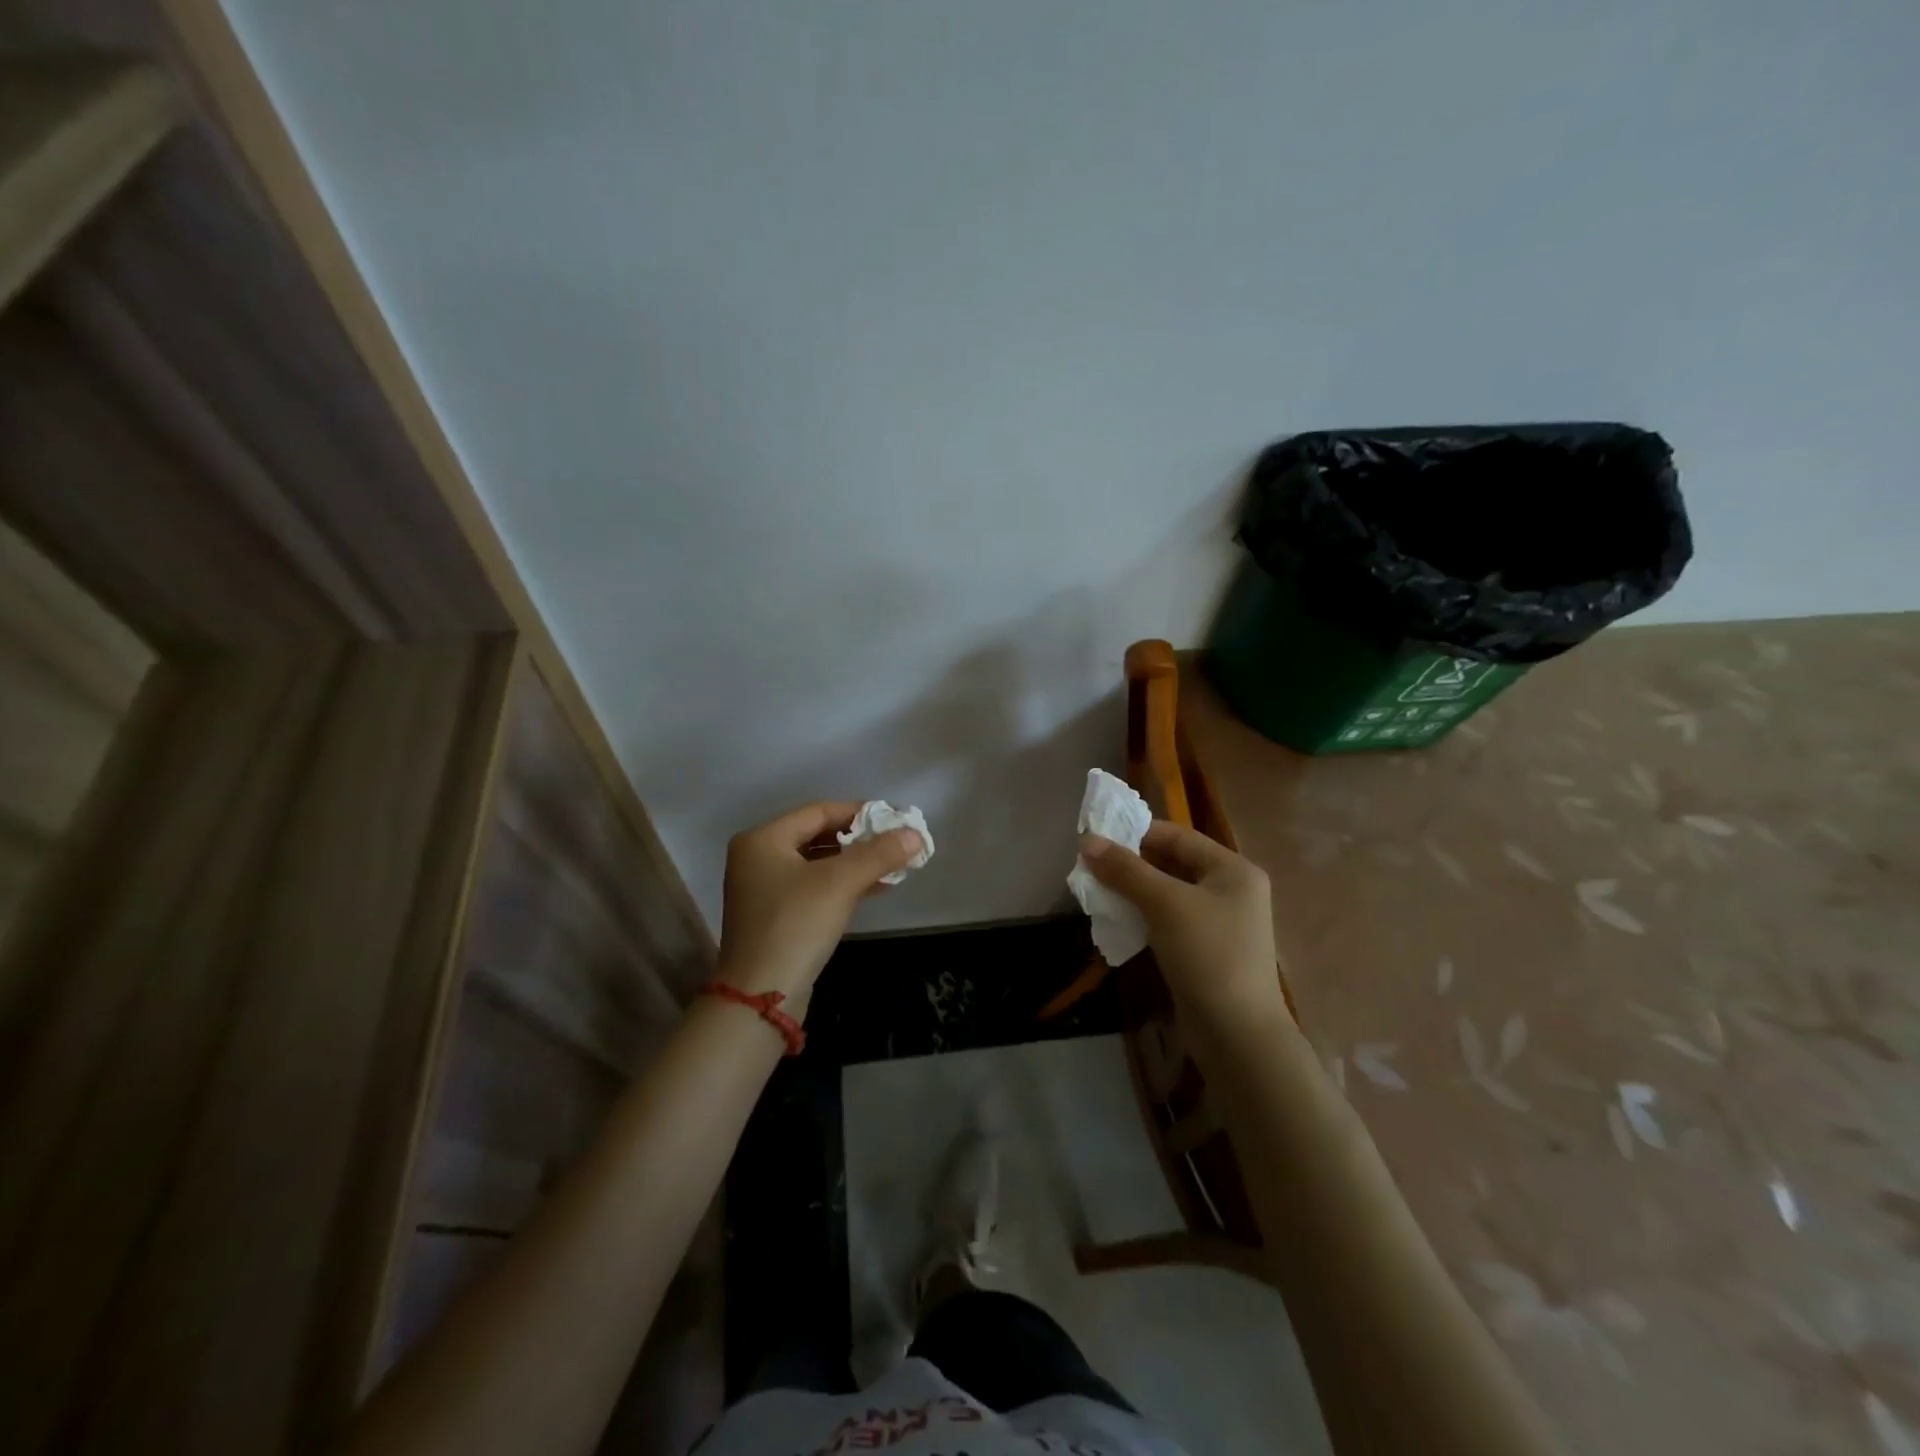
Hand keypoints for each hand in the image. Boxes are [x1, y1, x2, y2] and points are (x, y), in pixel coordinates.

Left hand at [716, 802, 923, 1010]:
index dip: (859, 812)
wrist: (761, 995)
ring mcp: (764, 889)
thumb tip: (916, 834)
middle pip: (817, 836)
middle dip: (859, 840)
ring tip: (893, 865)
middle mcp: (758, 858)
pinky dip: (842, 885)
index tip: (894, 819)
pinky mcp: (775, 916)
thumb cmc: (795, 925)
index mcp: (763, 839)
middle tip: (896, 842)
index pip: (818, 811)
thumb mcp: (840, 883)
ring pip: (818, 864)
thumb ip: (879, 854)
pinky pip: (814, 887)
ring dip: (855, 863)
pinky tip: (875, 888)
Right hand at [1079, 820, 1288, 1031]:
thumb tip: (1087, 841)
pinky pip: (1169, 921)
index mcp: (1233, 869)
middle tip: (1092, 867)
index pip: (1178, 836)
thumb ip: (1126, 870)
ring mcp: (1220, 923)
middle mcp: (1231, 890)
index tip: (1097, 838)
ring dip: (1133, 891)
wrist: (1237, 1035)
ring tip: (1097, 892)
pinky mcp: (1206, 951)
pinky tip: (1117, 921)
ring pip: (1168, 894)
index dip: (1137, 833)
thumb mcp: (1165, 904)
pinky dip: (1143, 916)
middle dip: (1131, 865)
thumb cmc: (1207, 955)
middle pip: (1172, 863)